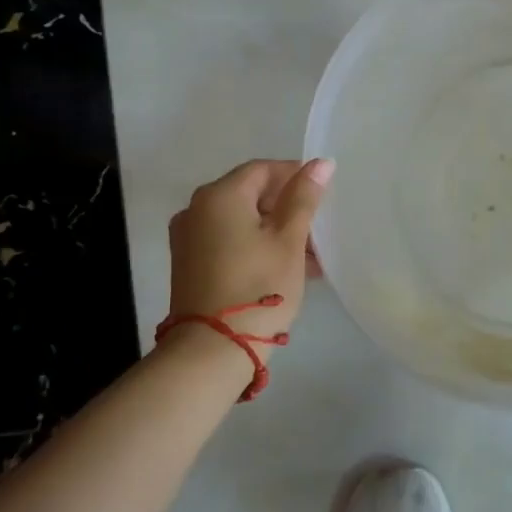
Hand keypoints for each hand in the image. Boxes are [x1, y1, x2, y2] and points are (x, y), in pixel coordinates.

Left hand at [167, 159, 333, 344]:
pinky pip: (228, 240)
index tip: (323, 195)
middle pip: (249, 194)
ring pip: (240, 220)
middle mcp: (196, 209)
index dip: (295, 176)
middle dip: (286, 208)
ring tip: (309, 256)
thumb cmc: (258, 286)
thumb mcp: (288, 239)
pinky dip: (255, 245)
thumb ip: (304, 198)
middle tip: (318, 229)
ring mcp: (188, 238)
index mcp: (219, 195)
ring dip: (274, 230)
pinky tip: (284, 267)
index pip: (263, 169)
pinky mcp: (189, 263)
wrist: (212, 349)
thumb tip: (321, 163)